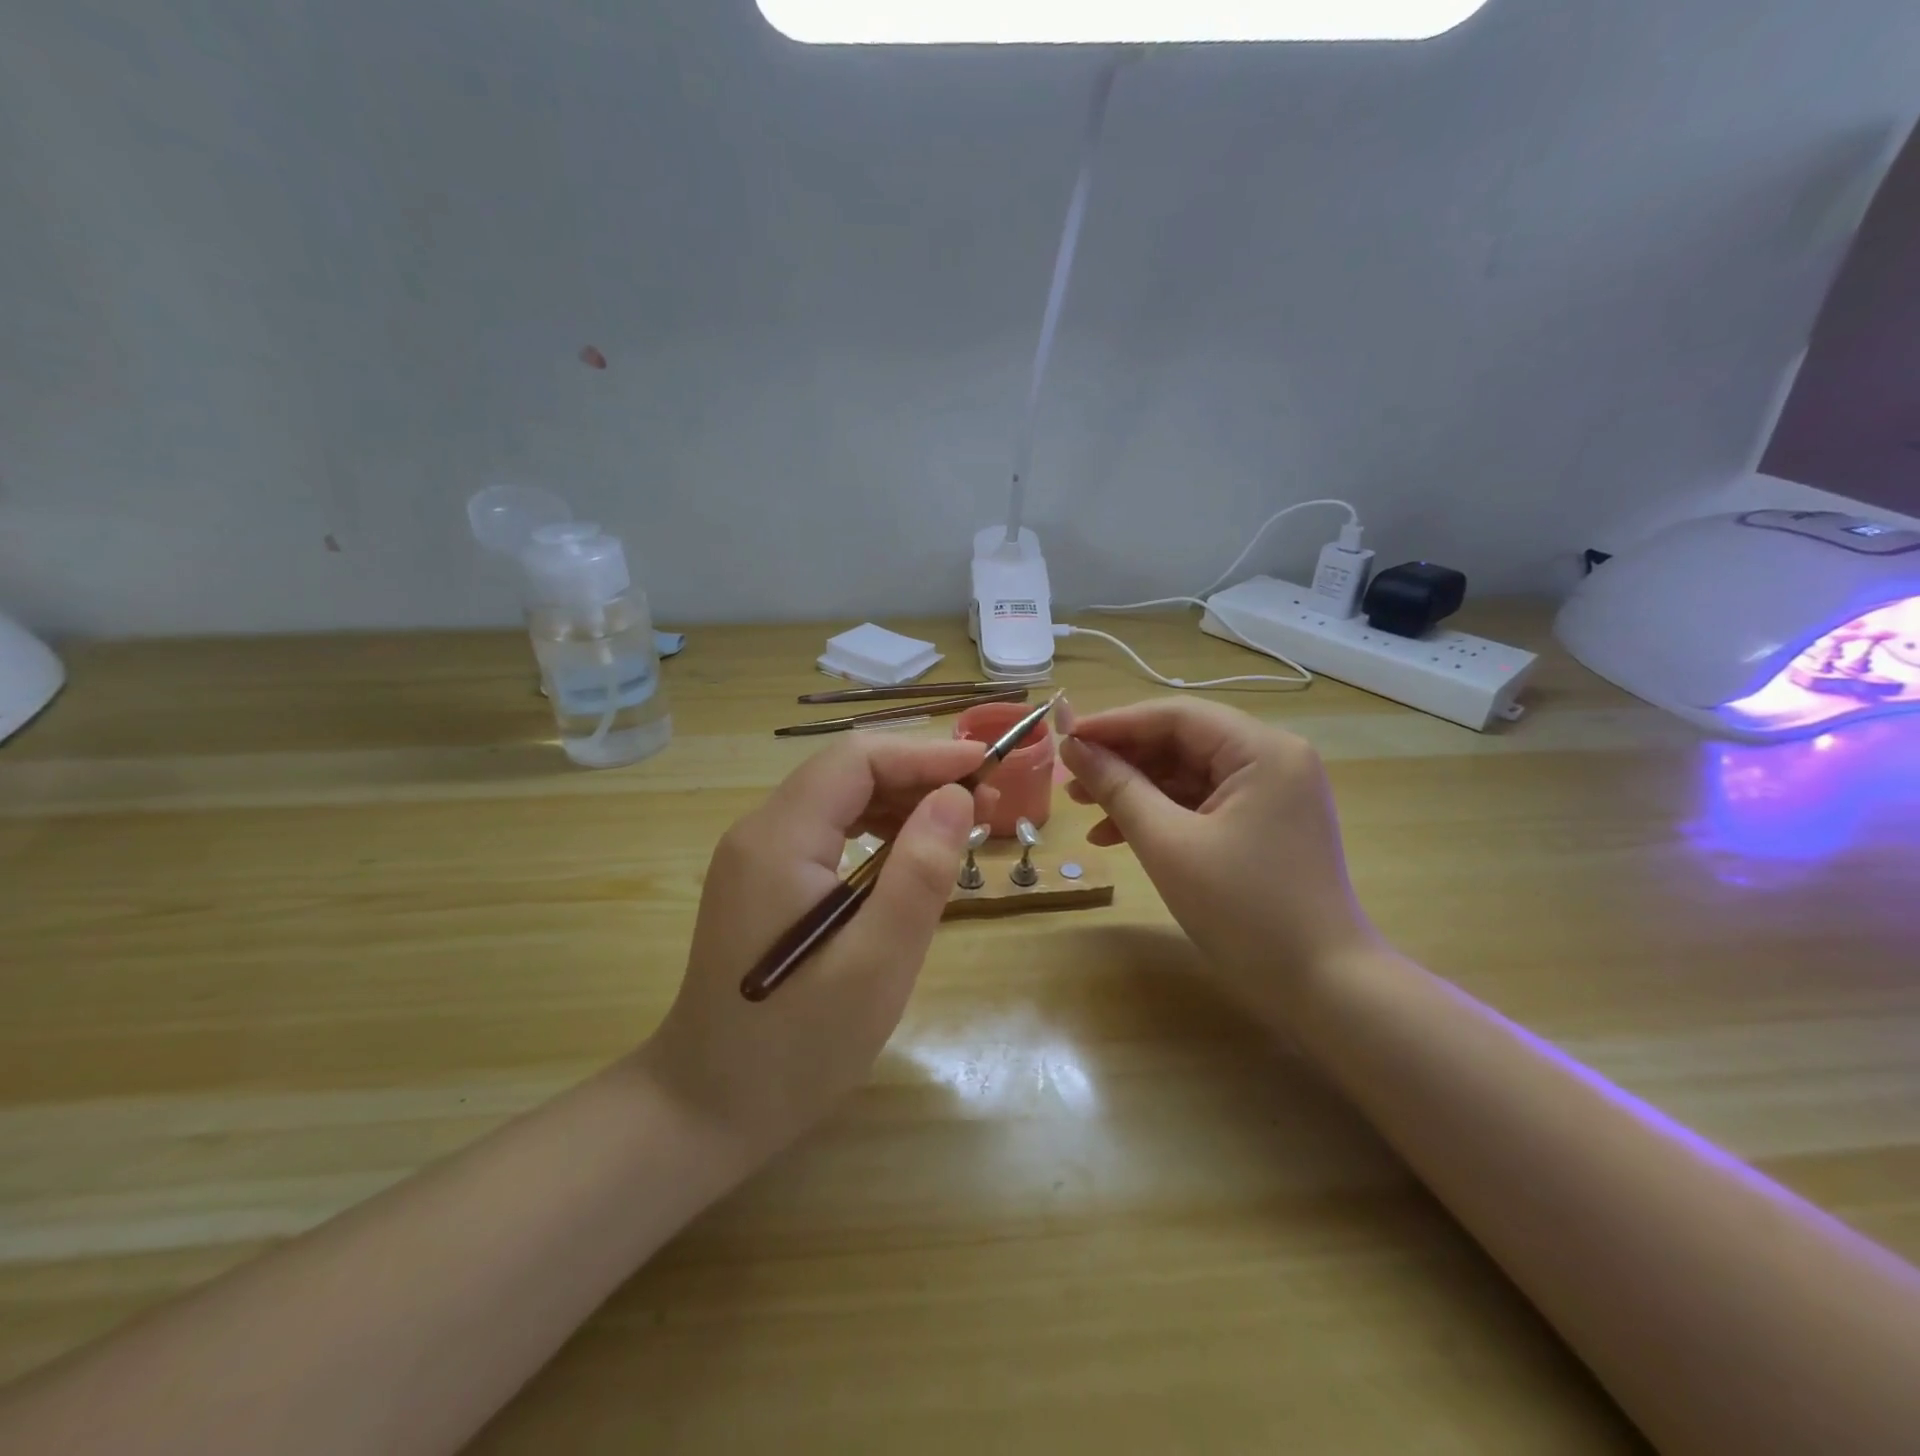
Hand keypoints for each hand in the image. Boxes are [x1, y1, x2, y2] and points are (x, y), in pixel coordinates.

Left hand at [638, 736, 986, 1165]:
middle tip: (984, 804)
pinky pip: (827, 832)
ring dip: (900, 801)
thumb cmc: (797, 1047)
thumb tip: (955, 796)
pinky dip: (876, 832)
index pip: (857, 760)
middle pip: (846, 772)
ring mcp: (756, 857)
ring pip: (838, 799)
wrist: (706, 1108)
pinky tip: (909, 858)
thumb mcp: (877, 965)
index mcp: (780, 840)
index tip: (986, 766)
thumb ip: (919, 874)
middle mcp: (760, 832)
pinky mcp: (763, 882)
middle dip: (918, 775)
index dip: (924, 753)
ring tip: (958, 826)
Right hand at [1059, 699, 1377, 1021]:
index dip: (1114, 724)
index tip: (1064, 739)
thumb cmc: (1244, 910)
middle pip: (1182, 741)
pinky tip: (1117, 836)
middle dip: (1122, 760)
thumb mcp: (1168, 844)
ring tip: (1084, 810)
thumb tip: (1073, 747)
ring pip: (1188, 774)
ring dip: (1136, 790)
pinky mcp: (1266, 824)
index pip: (1176, 716)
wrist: (1324, 989)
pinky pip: (1203, 803)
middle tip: (1070, 780)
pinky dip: (1161, 815)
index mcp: (1263, 750)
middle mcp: (1274, 759)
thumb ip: (1117, 787)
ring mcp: (1273, 793)